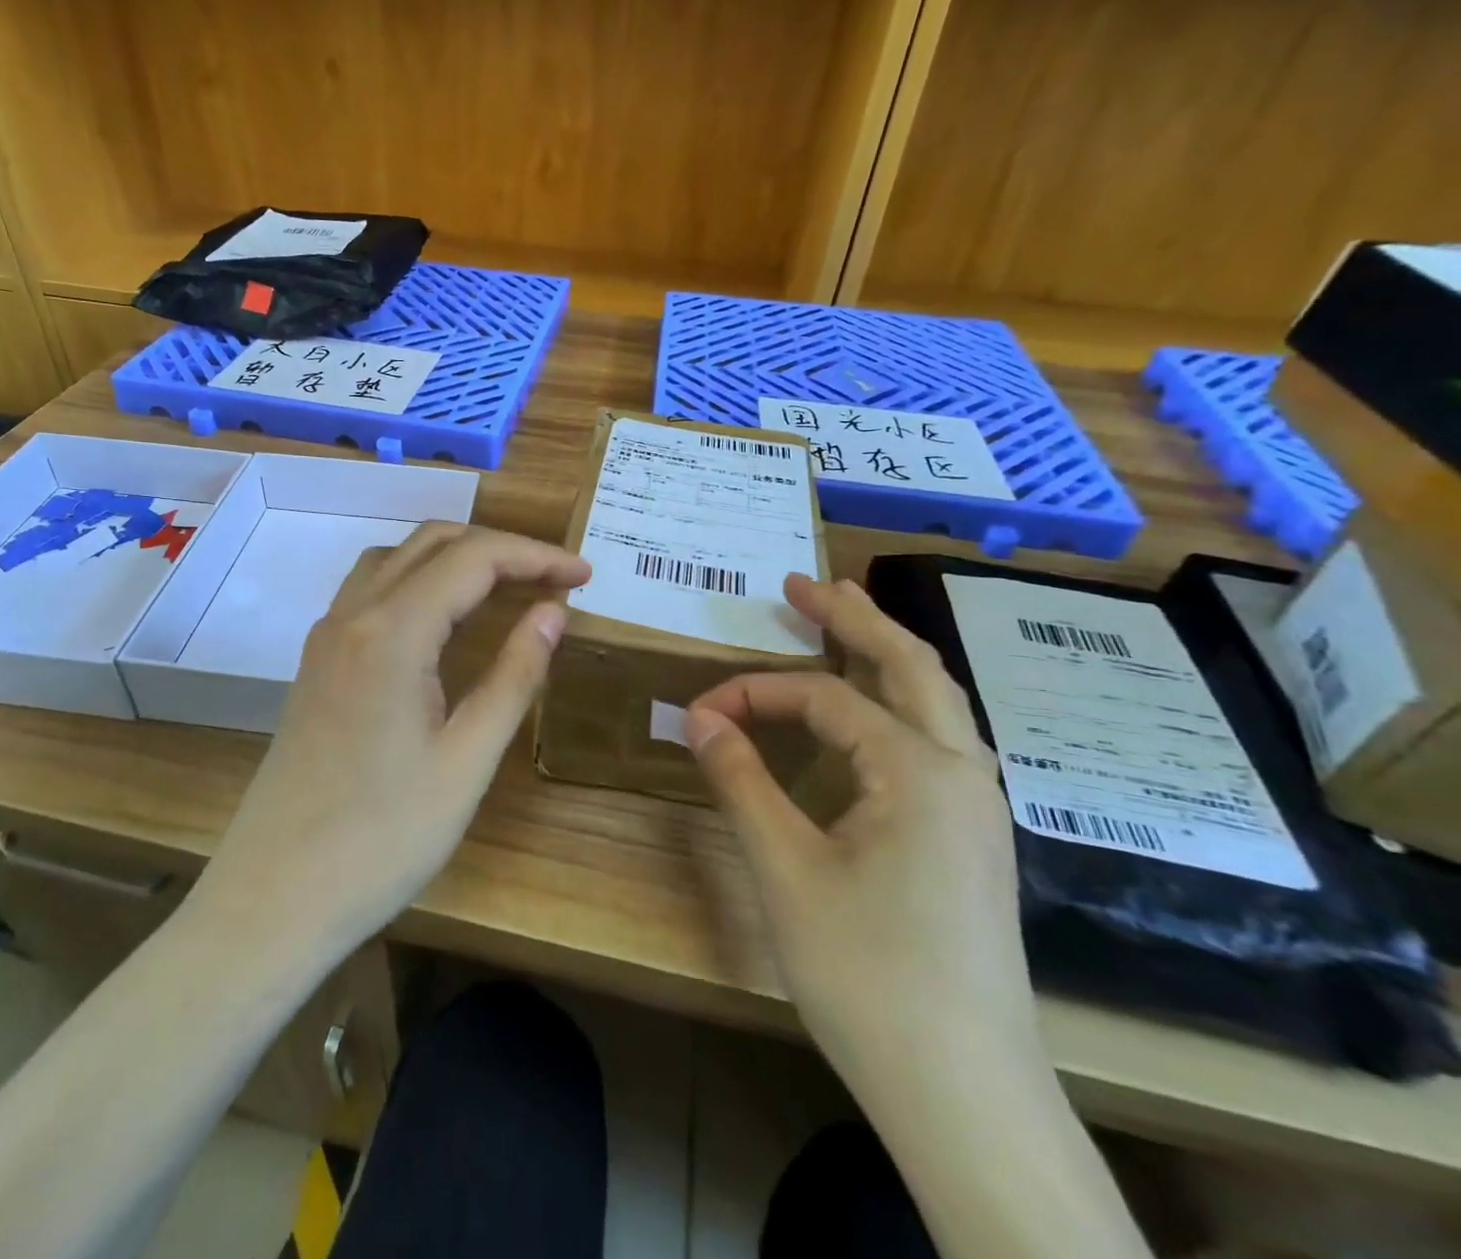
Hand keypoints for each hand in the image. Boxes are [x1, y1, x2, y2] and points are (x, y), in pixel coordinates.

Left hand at [199, 522, 589, 952]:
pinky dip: (418, 579)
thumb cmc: (383, 838)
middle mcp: (354, 614)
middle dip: (500, 548)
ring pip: (396, 558)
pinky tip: (443, 617)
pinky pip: (371, 589)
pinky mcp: (317, 661)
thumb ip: (514, 675)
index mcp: (393, 631)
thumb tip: (552, 612)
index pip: (475, 558)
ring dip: (454, 556)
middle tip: (553, 578)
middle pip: (433, 543)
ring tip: (505, 586)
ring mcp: (327, 636)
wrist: (275, 896)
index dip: (536, 557)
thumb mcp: (468, 760)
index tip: (585, 575)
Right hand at [684, 574, 1034, 1074]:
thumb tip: (699, 716)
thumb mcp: (785, 869)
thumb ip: (740, 781)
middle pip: (911, 665)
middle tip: (803, 583)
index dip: (755, 693)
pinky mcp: (975, 839)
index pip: (824, 700)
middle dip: (855, 617)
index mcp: (920, 770)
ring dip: (886, 654)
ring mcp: (979, 807)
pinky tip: (875, 715)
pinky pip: (939, 740)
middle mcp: (963, 772)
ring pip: (936, 702)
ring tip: (843, 623)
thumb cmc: (868, 974)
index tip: (701, 711)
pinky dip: (900, 703)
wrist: (966, 1095)